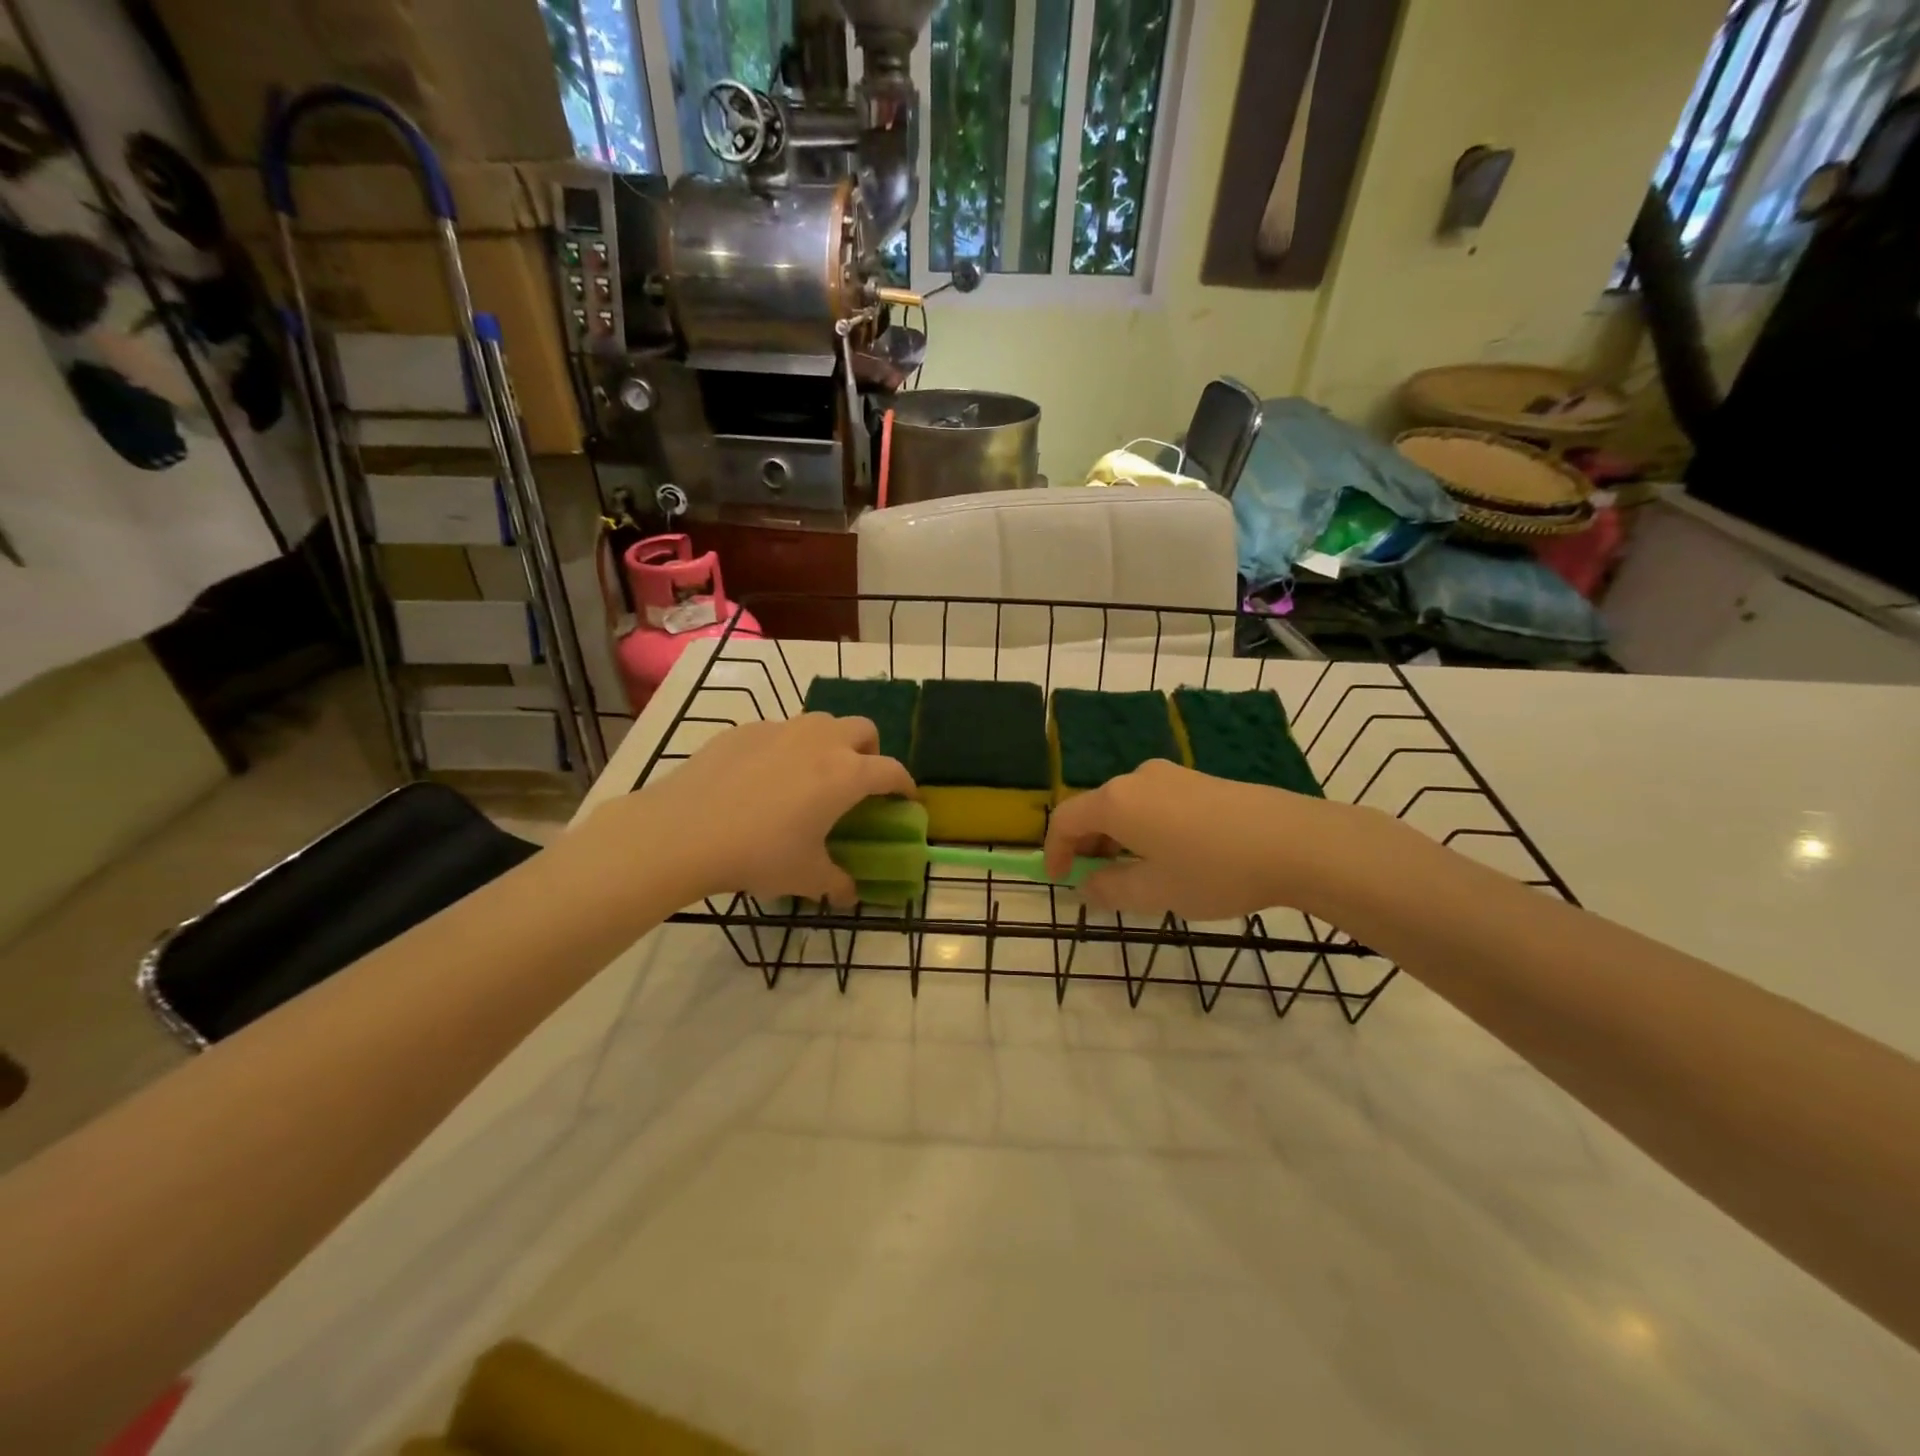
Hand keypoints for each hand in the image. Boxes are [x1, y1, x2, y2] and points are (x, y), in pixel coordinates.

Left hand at [599, 713, 914, 903]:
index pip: (892, 770)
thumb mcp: (805, 877)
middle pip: (863, 729)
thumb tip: (850, 893)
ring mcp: (781, 730)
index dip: (904, 785)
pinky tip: (763, 779)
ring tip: (811, 775)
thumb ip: (836, 883)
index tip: (905, 799)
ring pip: (821, 722)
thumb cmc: (758, 854)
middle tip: (857, 782)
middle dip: (870, 751)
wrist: (683, 831)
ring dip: (830, 743)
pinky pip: (779, 732)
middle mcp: (821, 741)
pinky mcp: (745, 730)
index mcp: (846, 774)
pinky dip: (785, 748)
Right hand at [1043, 759, 1359, 919]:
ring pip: (1126, 806)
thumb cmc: (1214, 869)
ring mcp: (1171, 775)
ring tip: (1135, 874)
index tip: (1060, 880)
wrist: (1295, 841)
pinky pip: (1153, 802)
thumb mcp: (1156, 892)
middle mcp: (1137, 778)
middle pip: (1095, 809)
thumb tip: (1086, 887)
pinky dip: (1144, 828)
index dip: (1055, 851)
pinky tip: (1171, 856)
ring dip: (1117, 838)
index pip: (1066, 819)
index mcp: (1117, 801)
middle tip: (1097, 883)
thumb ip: (1110, 890)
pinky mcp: (1199, 780)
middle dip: (1088, 846)